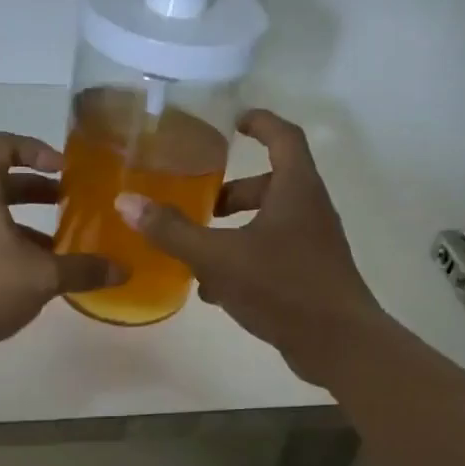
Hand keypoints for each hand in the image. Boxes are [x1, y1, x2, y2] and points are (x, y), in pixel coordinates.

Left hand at [0, 132, 122, 366]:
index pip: (5, 145)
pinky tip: (32, 273)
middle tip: (69, 203)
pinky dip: (6, 244)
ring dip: (24, 223)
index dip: (38, 151)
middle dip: (37, 190)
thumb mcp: (41, 276)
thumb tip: (123, 270)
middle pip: (0, 180)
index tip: (66, 171)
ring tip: (58, 245)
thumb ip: (82, 269)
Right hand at [116, 110, 384, 384]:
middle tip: (199, 202)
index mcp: (296, 189)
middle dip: (232, 192)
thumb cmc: (282, 287)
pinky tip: (214, 290)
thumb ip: (174, 231)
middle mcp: (309, 211)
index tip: (233, 121)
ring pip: (268, 225)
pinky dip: (242, 262)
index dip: (260, 123)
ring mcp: (312, 246)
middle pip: (270, 185)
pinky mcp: (308, 277)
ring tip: (195, 250)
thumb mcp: (219, 257)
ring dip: (233, 232)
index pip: (283, 137)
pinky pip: (270, 257)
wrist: (338, 344)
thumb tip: (127, 202)